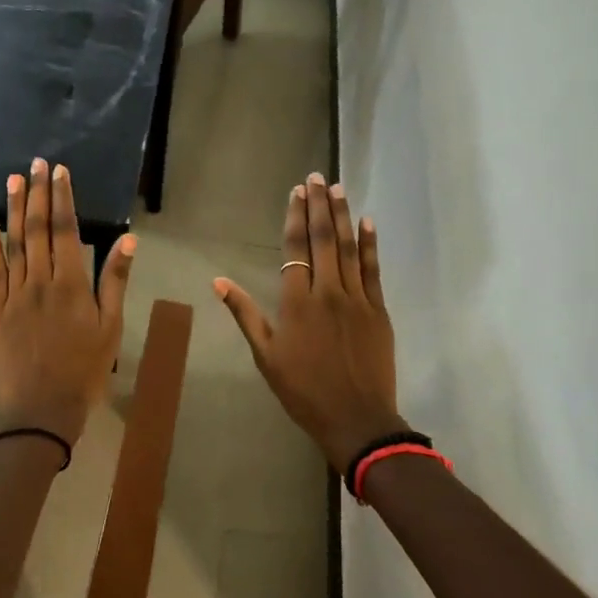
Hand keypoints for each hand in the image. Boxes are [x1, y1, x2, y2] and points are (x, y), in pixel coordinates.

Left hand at [0, 158, 133, 447]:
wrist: (42, 409)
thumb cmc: (86, 370)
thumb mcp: (111, 328)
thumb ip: (115, 282)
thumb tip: (128, 240)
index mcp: (71, 285)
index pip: (67, 231)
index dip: (63, 198)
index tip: (59, 172)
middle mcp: (40, 282)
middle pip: (38, 230)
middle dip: (38, 194)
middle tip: (36, 163)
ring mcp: (15, 295)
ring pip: (14, 244)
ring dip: (14, 209)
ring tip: (14, 180)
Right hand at [214, 173, 403, 470]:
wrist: (356, 419)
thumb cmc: (303, 390)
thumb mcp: (266, 355)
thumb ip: (245, 314)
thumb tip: (218, 281)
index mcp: (297, 302)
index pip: (295, 249)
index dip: (295, 217)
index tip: (296, 192)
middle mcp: (327, 291)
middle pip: (324, 239)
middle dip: (319, 205)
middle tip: (317, 178)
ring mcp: (357, 298)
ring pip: (350, 247)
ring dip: (344, 215)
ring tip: (338, 188)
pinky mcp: (378, 309)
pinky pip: (373, 269)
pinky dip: (371, 244)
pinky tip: (368, 222)